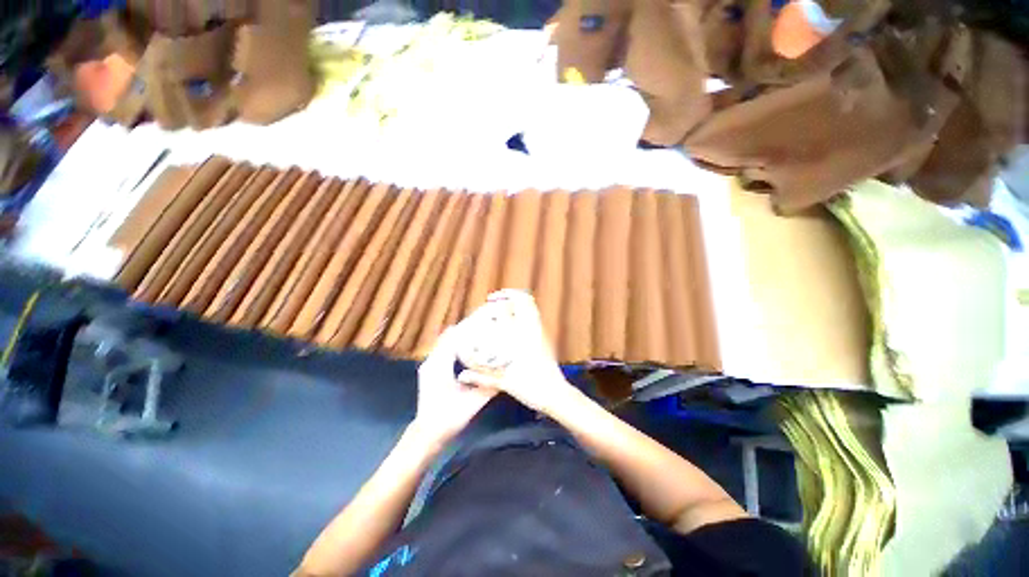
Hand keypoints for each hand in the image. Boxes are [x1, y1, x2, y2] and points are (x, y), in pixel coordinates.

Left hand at [412, 326, 497, 444]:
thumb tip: (507, 372)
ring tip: (478, 335)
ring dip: (459, 338)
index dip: (467, 329)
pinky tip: (468, 349)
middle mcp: (432, 361)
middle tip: (484, 327)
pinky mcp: (430, 370)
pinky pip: (442, 351)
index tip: (483, 323)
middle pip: (448, 337)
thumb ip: (490, 386)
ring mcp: (428, 365)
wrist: (428, 433)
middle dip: (465, 331)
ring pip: (444, 343)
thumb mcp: (474, 402)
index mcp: (440, 366)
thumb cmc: (450, 417)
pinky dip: (454, 347)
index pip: (453, 338)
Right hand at [457, 290, 572, 412]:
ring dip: (516, 308)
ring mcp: (541, 335)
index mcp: (526, 334)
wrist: (557, 395)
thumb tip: (461, 376)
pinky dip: (521, 319)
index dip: (507, 296)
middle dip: (511, 298)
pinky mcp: (544, 342)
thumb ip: (482, 378)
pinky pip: (532, 322)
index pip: (522, 304)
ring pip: (531, 311)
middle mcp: (535, 330)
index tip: (492, 300)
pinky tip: (509, 331)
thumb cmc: (533, 387)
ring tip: (499, 314)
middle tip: (494, 304)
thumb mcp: (505, 383)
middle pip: (528, 303)